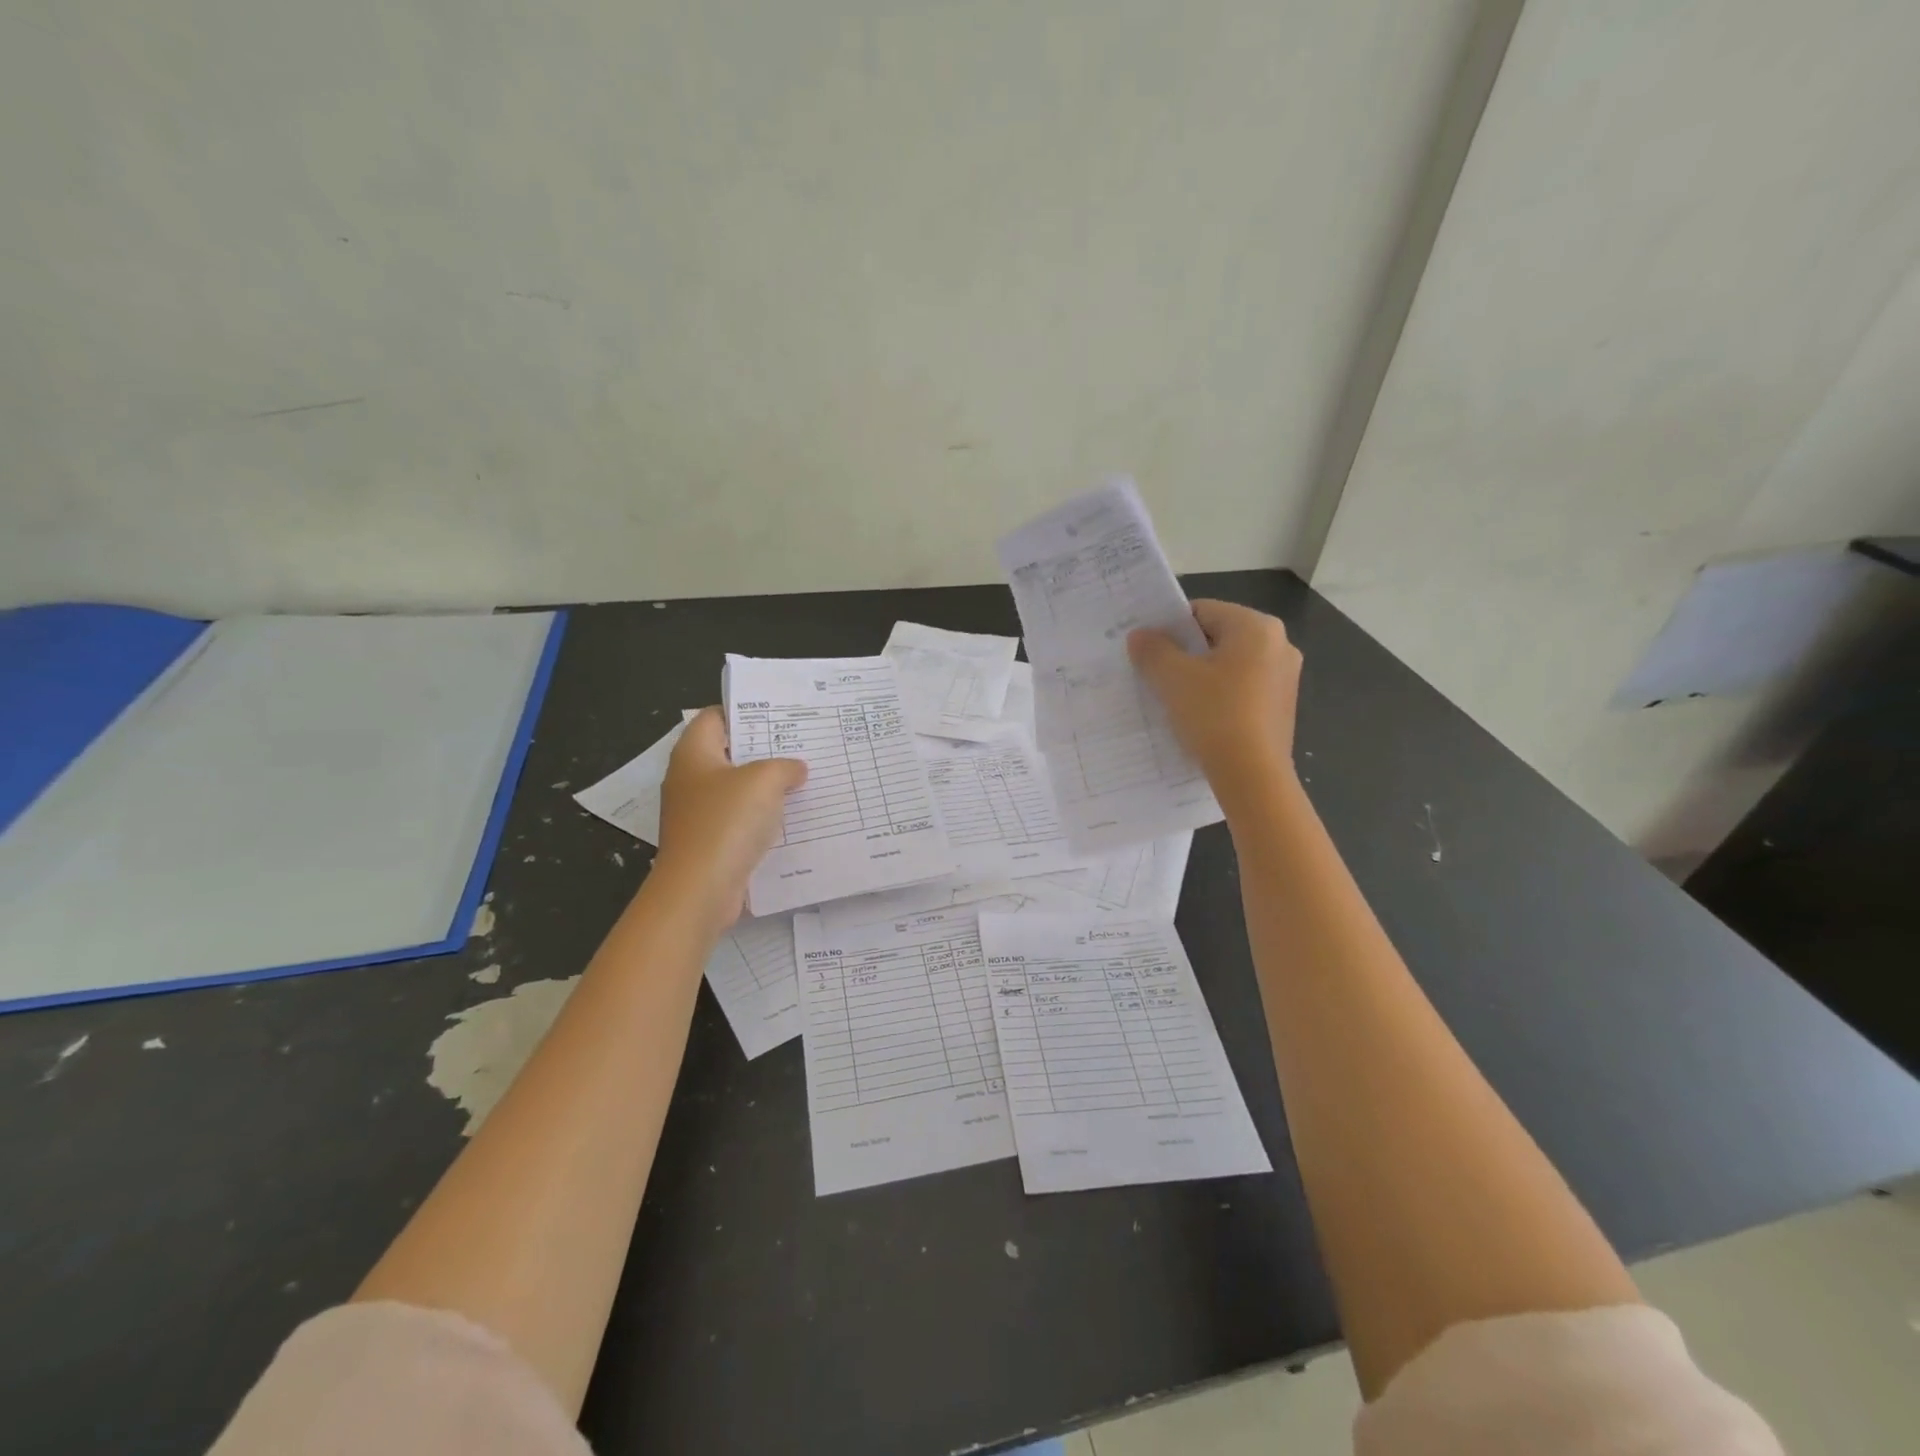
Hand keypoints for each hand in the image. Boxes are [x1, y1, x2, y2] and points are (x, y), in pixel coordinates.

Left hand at [652, 708, 806, 931]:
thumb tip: (795, 770)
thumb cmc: (726, 822)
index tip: (780, 715)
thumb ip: (785, 767)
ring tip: (804, 780)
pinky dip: (762, 817)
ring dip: (767, 787)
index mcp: (693, 754)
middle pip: (728, 753)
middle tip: (801, 745)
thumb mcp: (765, 781)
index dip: (745, 711)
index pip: (714, 717)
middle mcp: (690, 779)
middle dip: (764, 750)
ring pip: (737, 789)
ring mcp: (697, 813)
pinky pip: (739, 820)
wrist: (699, 890)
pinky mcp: (709, 842)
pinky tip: (791, 819)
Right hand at [1127, 600, 1301, 795]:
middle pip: (1217, 637)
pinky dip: (1219, 696)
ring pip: (1229, 664)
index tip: (1148, 651)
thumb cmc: (1213, 715)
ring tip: (1174, 698)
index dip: (1169, 628)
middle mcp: (1279, 644)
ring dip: (1201, 676)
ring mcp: (1285, 677)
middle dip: (1184, 653)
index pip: (1201, 611)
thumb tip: (1141, 635)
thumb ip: (1152, 649)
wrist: (1252, 776)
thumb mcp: (1172, 678)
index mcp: (1256, 627)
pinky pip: (1242, 688)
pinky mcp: (1282, 706)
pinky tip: (1200, 717)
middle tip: (1155, 674)